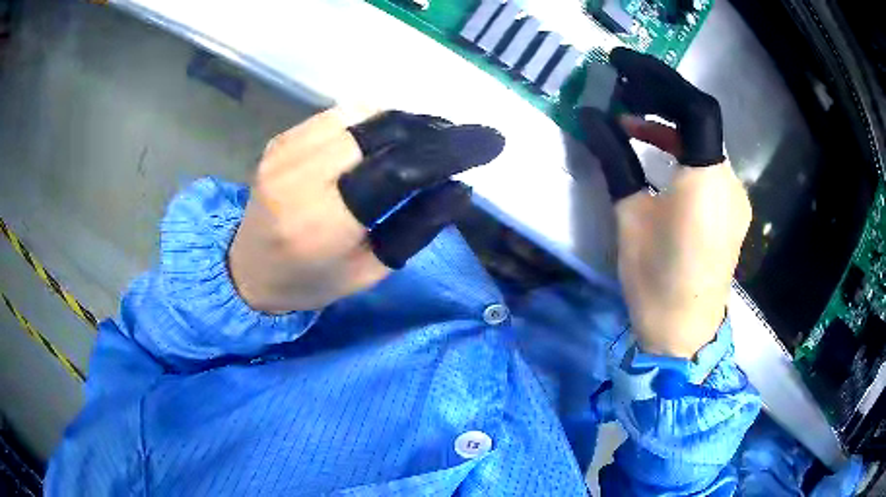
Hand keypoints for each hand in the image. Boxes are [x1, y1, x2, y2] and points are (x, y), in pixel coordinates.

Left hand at [228, 108, 504, 312]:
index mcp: (323, 222)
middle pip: (383, 130)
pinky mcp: (282, 138)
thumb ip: (416, 228)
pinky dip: (374, 120)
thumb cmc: (311, 282)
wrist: (247, 269)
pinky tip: (388, 136)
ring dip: (406, 121)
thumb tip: (459, 186)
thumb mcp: (370, 271)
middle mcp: (300, 175)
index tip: (490, 141)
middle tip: (459, 140)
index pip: (399, 169)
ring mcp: (286, 150)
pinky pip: (340, 115)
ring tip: (429, 137)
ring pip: (364, 114)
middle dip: (431, 129)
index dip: (450, 150)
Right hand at [578, 48, 751, 358]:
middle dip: (661, 101)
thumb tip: (591, 118)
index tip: (625, 67)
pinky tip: (660, 160)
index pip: (694, 108)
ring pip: (705, 144)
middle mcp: (730, 182)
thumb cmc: (654, 279)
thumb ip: (615, 159)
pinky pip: (710, 167)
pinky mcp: (733, 212)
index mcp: (706, 180)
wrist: (684, 333)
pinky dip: (684, 153)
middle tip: (623, 96)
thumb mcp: (629, 215)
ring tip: (631, 127)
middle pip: (700, 121)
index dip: (661, 80)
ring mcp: (736, 198)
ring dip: (670, 128)